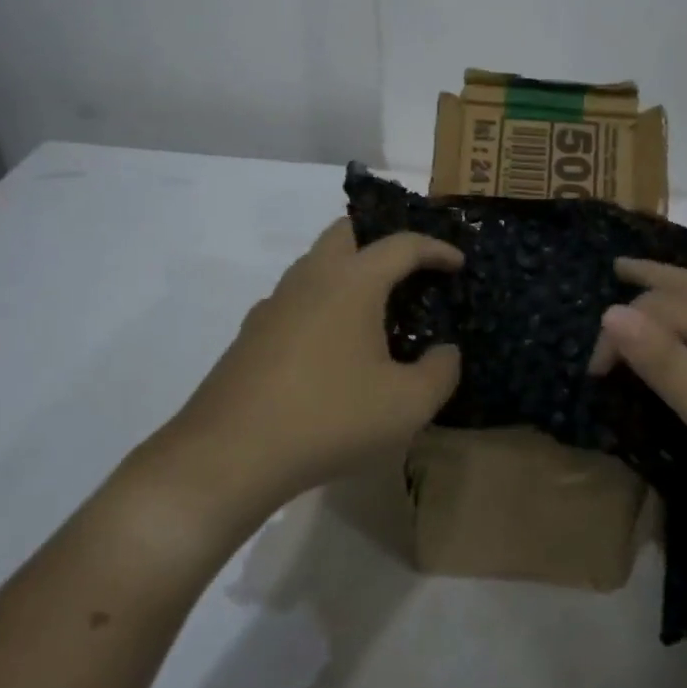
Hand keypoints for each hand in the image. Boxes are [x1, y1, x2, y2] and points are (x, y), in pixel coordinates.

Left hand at [154, 219, 462, 513]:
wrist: (229, 455)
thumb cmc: (330, 418)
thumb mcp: (407, 405)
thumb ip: (441, 372)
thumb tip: (444, 352)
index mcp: (352, 281)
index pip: (402, 245)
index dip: (436, 249)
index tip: (458, 264)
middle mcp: (311, 278)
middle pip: (347, 232)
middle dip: (382, 239)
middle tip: (409, 269)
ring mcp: (274, 303)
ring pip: (316, 264)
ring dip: (349, 272)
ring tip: (375, 310)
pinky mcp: (251, 334)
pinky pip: (296, 299)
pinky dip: (323, 304)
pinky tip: (332, 347)